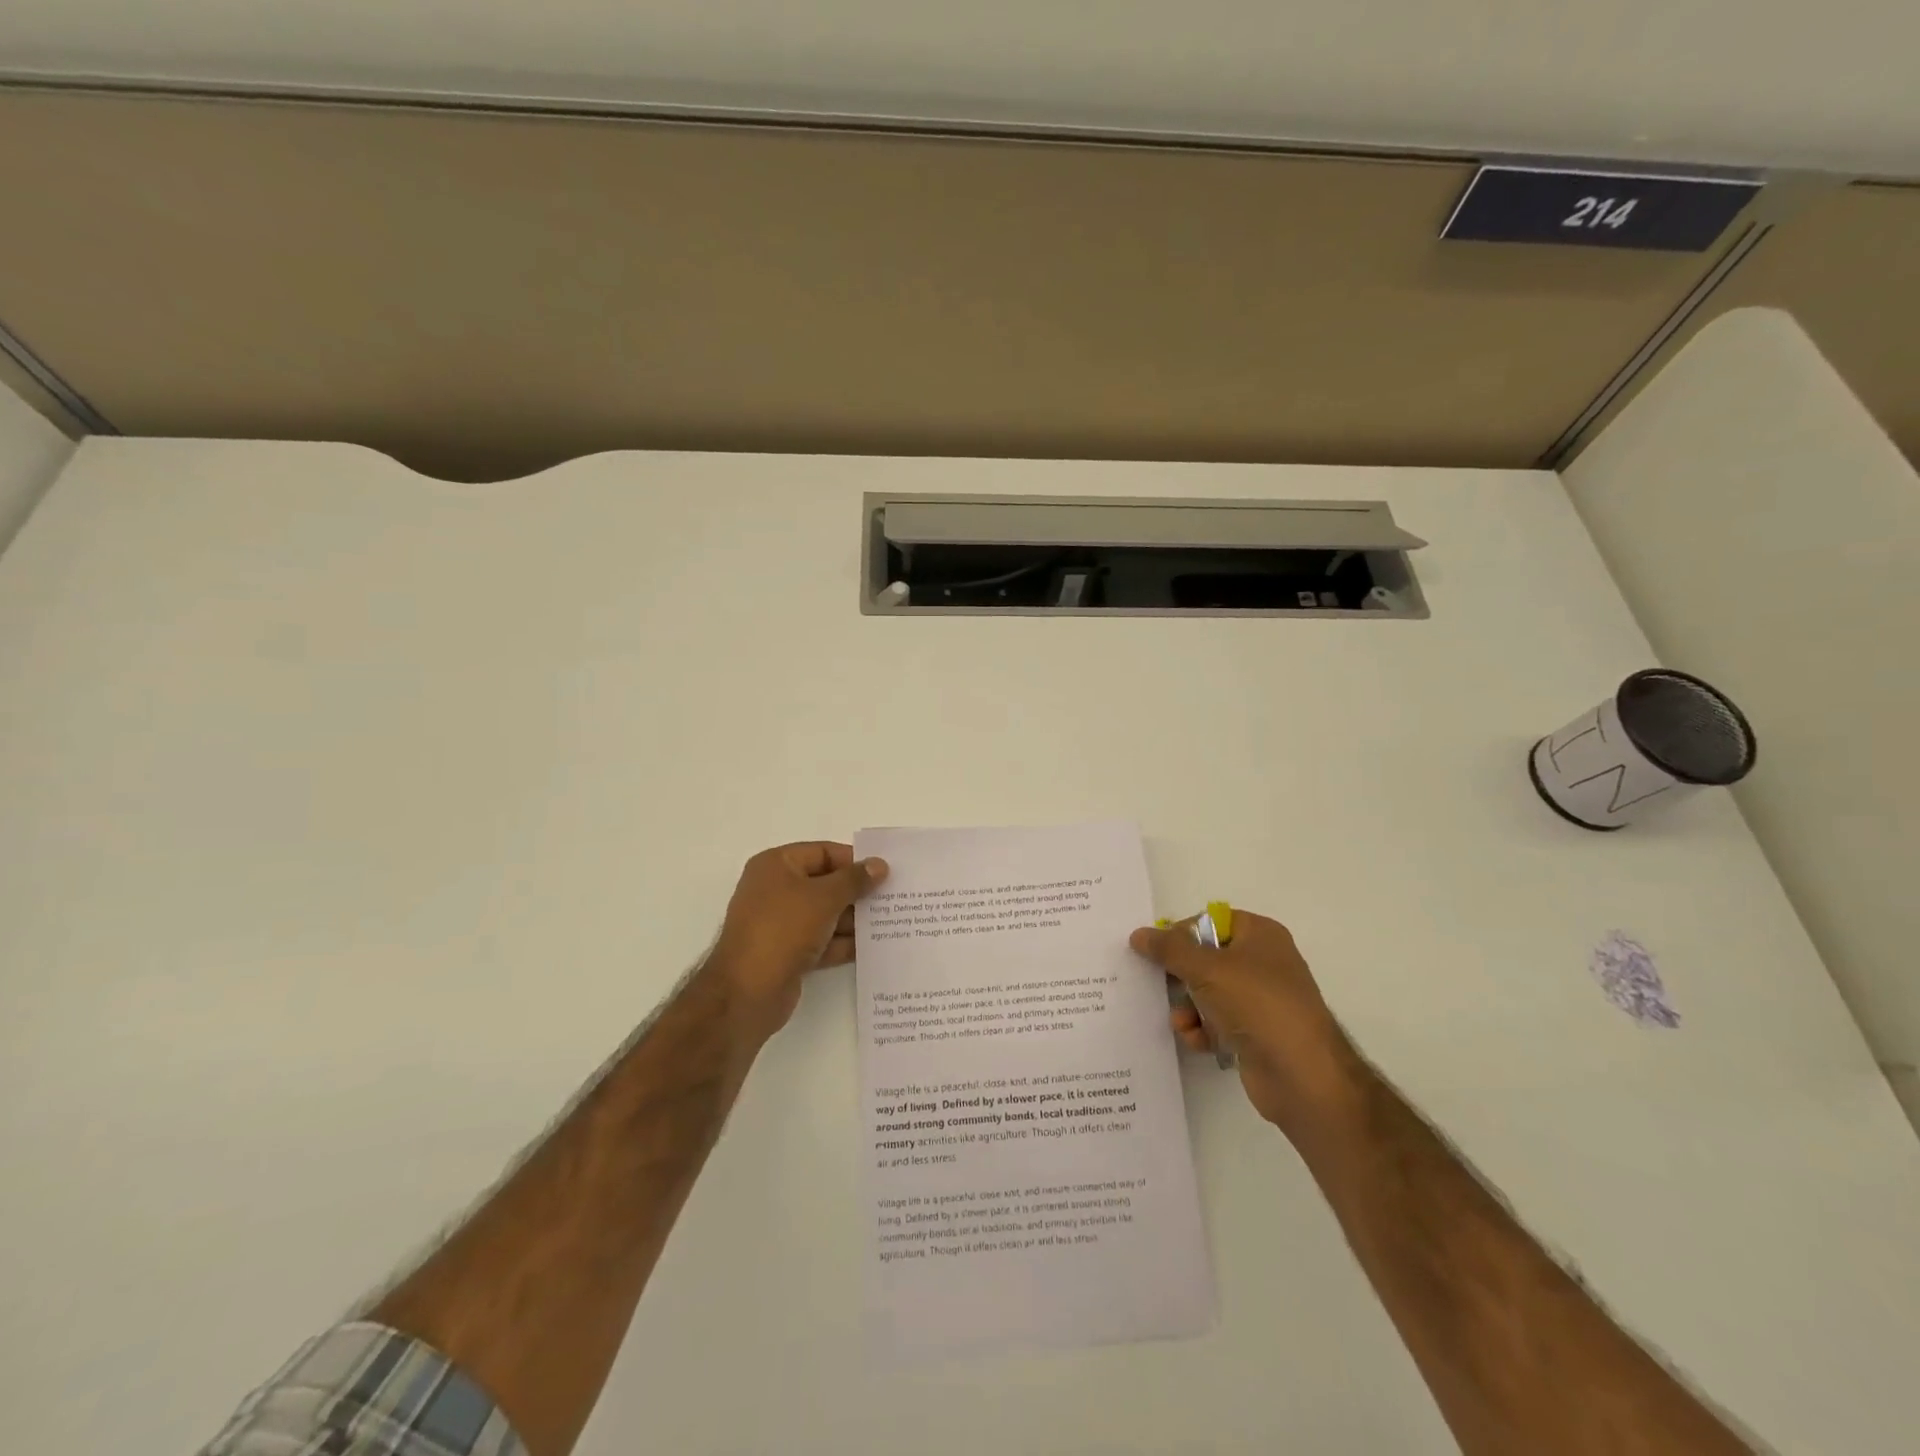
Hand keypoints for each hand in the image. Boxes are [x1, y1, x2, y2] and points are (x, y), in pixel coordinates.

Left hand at [704, 842, 888, 1043]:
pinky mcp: (788, 953)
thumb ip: (854, 880)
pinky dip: (843, 943)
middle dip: (857, 891)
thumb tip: (879, 865)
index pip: (822, 852)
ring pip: (825, 914)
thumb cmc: (783, 930)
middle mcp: (776, 890)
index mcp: (776, 865)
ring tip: (891, 921)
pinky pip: (822, 940)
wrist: (747, 993)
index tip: (885, 871)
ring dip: (854, 919)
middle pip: (825, 884)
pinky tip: (872, 946)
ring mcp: (781, 924)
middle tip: (893, 897)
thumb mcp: (823, 898)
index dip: (853, 860)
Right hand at [1130, 910, 1362, 1132]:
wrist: (1302, 1075)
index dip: (1181, 934)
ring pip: (1208, 992)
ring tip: (1181, 1021)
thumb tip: (1139, 934)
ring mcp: (1260, 1000)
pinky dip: (1202, 1029)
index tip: (1157, 952)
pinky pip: (1217, 1022)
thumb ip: (1169, 949)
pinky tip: (1197, 1040)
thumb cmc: (1257, 1005)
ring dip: (1187, 1006)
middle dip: (1180, 976)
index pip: (1210, 921)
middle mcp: (1262, 963)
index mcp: (1260, 935)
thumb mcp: (1207, 968)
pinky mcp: (1255, 1033)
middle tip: (1159, 984)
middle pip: (1206, 958)